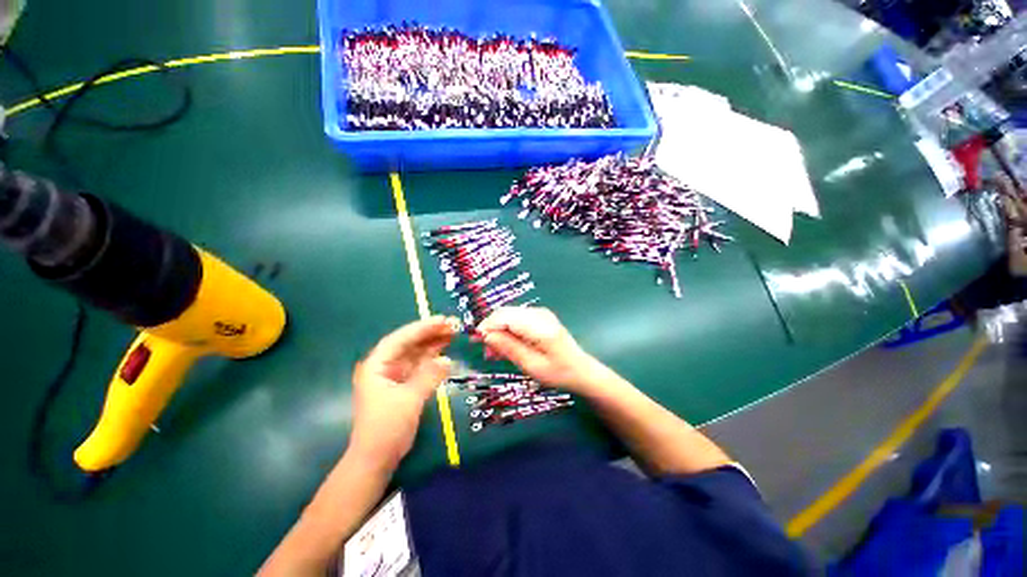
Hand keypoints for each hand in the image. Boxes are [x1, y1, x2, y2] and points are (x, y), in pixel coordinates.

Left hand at [348, 316, 457, 468]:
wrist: (377, 458)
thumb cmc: (386, 427)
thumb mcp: (409, 399)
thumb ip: (428, 376)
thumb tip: (448, 360)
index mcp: (377, 365)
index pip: (400, 339)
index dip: (421, 328)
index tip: (441, 321)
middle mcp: (384, 366)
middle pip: (409, 344)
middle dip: (430, 333)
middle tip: (453, 325)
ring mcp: (394, 375)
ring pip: (416, 354)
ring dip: (433, 344)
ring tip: (453, 334)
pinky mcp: (404, 385)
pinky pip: (420, 366)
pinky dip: (432, 359)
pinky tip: (445, 353)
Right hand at [477, 307, 599, 391]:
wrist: (581, 370)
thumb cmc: (559, 372)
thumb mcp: (532, 366)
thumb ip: (509, 348)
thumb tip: (486, 335)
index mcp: (539, 325)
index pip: (505, 316)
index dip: (487, 326)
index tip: (476, 341)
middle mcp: (538, 313)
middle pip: (505, 313)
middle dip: (491, 329)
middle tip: (485, 351)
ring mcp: (539, 314)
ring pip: (509, 316)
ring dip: (499, 332)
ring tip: (493, 353)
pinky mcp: (539, 318)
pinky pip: (517, 320)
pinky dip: (508, 332)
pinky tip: (505, 347)